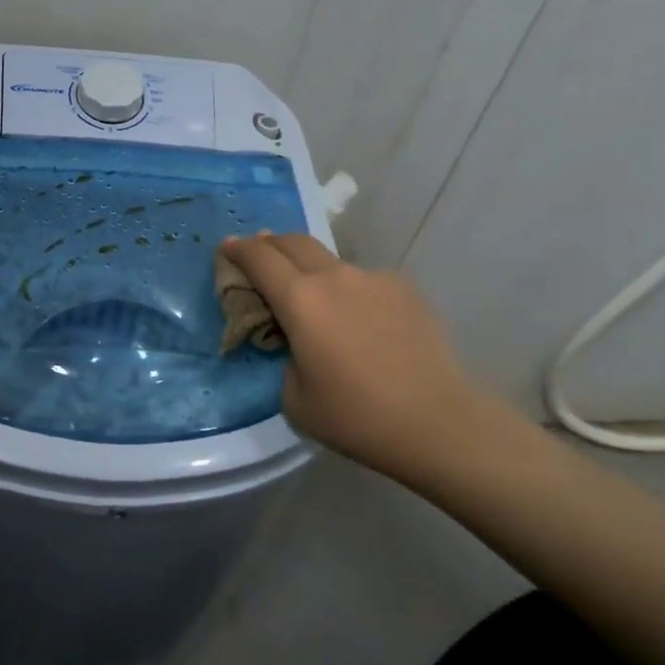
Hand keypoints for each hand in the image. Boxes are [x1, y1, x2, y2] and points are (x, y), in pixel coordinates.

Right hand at [219, 233, 517, 477]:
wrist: (437, 422)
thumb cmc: (357, 417)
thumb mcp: (295, 397)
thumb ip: (284, 355)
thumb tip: (293, 338)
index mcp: (301, 300)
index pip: (259, 258)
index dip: (238, 250)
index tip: (227, 248)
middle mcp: (334, 277)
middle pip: (293, 242)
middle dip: (269, 244)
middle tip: (259, 255)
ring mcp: (373, 278)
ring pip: (330, 260)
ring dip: (310, 268)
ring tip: (312, 296)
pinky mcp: (404, 288)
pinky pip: (363, 280)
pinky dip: (348, 289)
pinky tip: (359, 320)